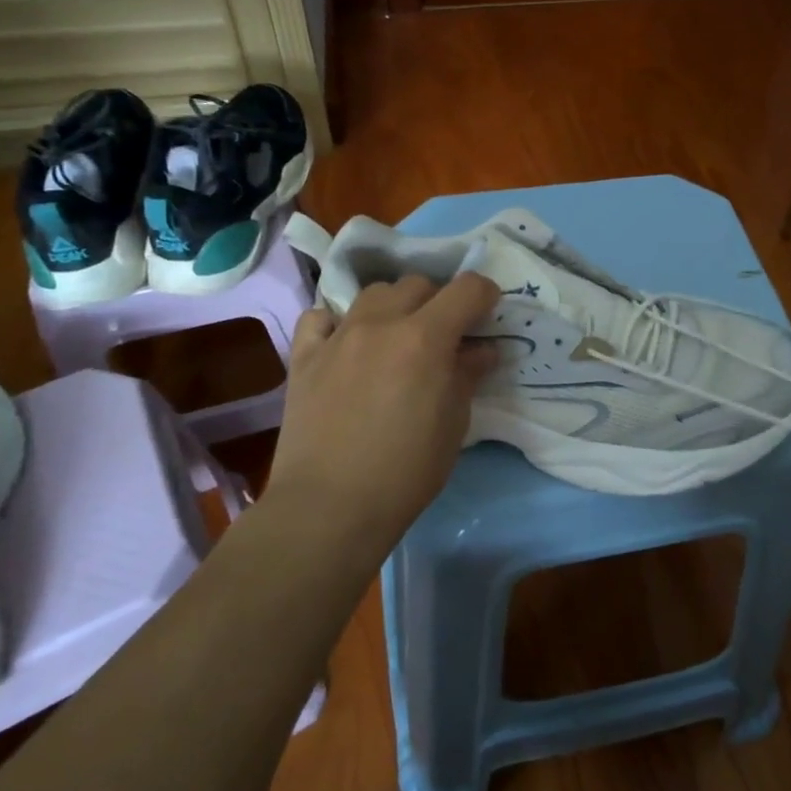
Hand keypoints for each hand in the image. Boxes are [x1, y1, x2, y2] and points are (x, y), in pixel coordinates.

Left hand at [266, 273, 500, 541]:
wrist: (329, 507)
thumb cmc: (406, 471)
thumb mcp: (454, 424)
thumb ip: (467, 375)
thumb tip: (481, 350)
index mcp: (426, 338)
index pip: (467, 288)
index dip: (485, 296)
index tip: (487, 317)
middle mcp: (381, 324)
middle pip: (417, 284)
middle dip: (438, 301)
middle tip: (443, 335)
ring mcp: (337, 336)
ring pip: (372, 293)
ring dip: (394, 306)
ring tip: (396, 338)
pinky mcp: (303, 356)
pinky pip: (320, 317)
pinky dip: (338, 322)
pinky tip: (345, 345)